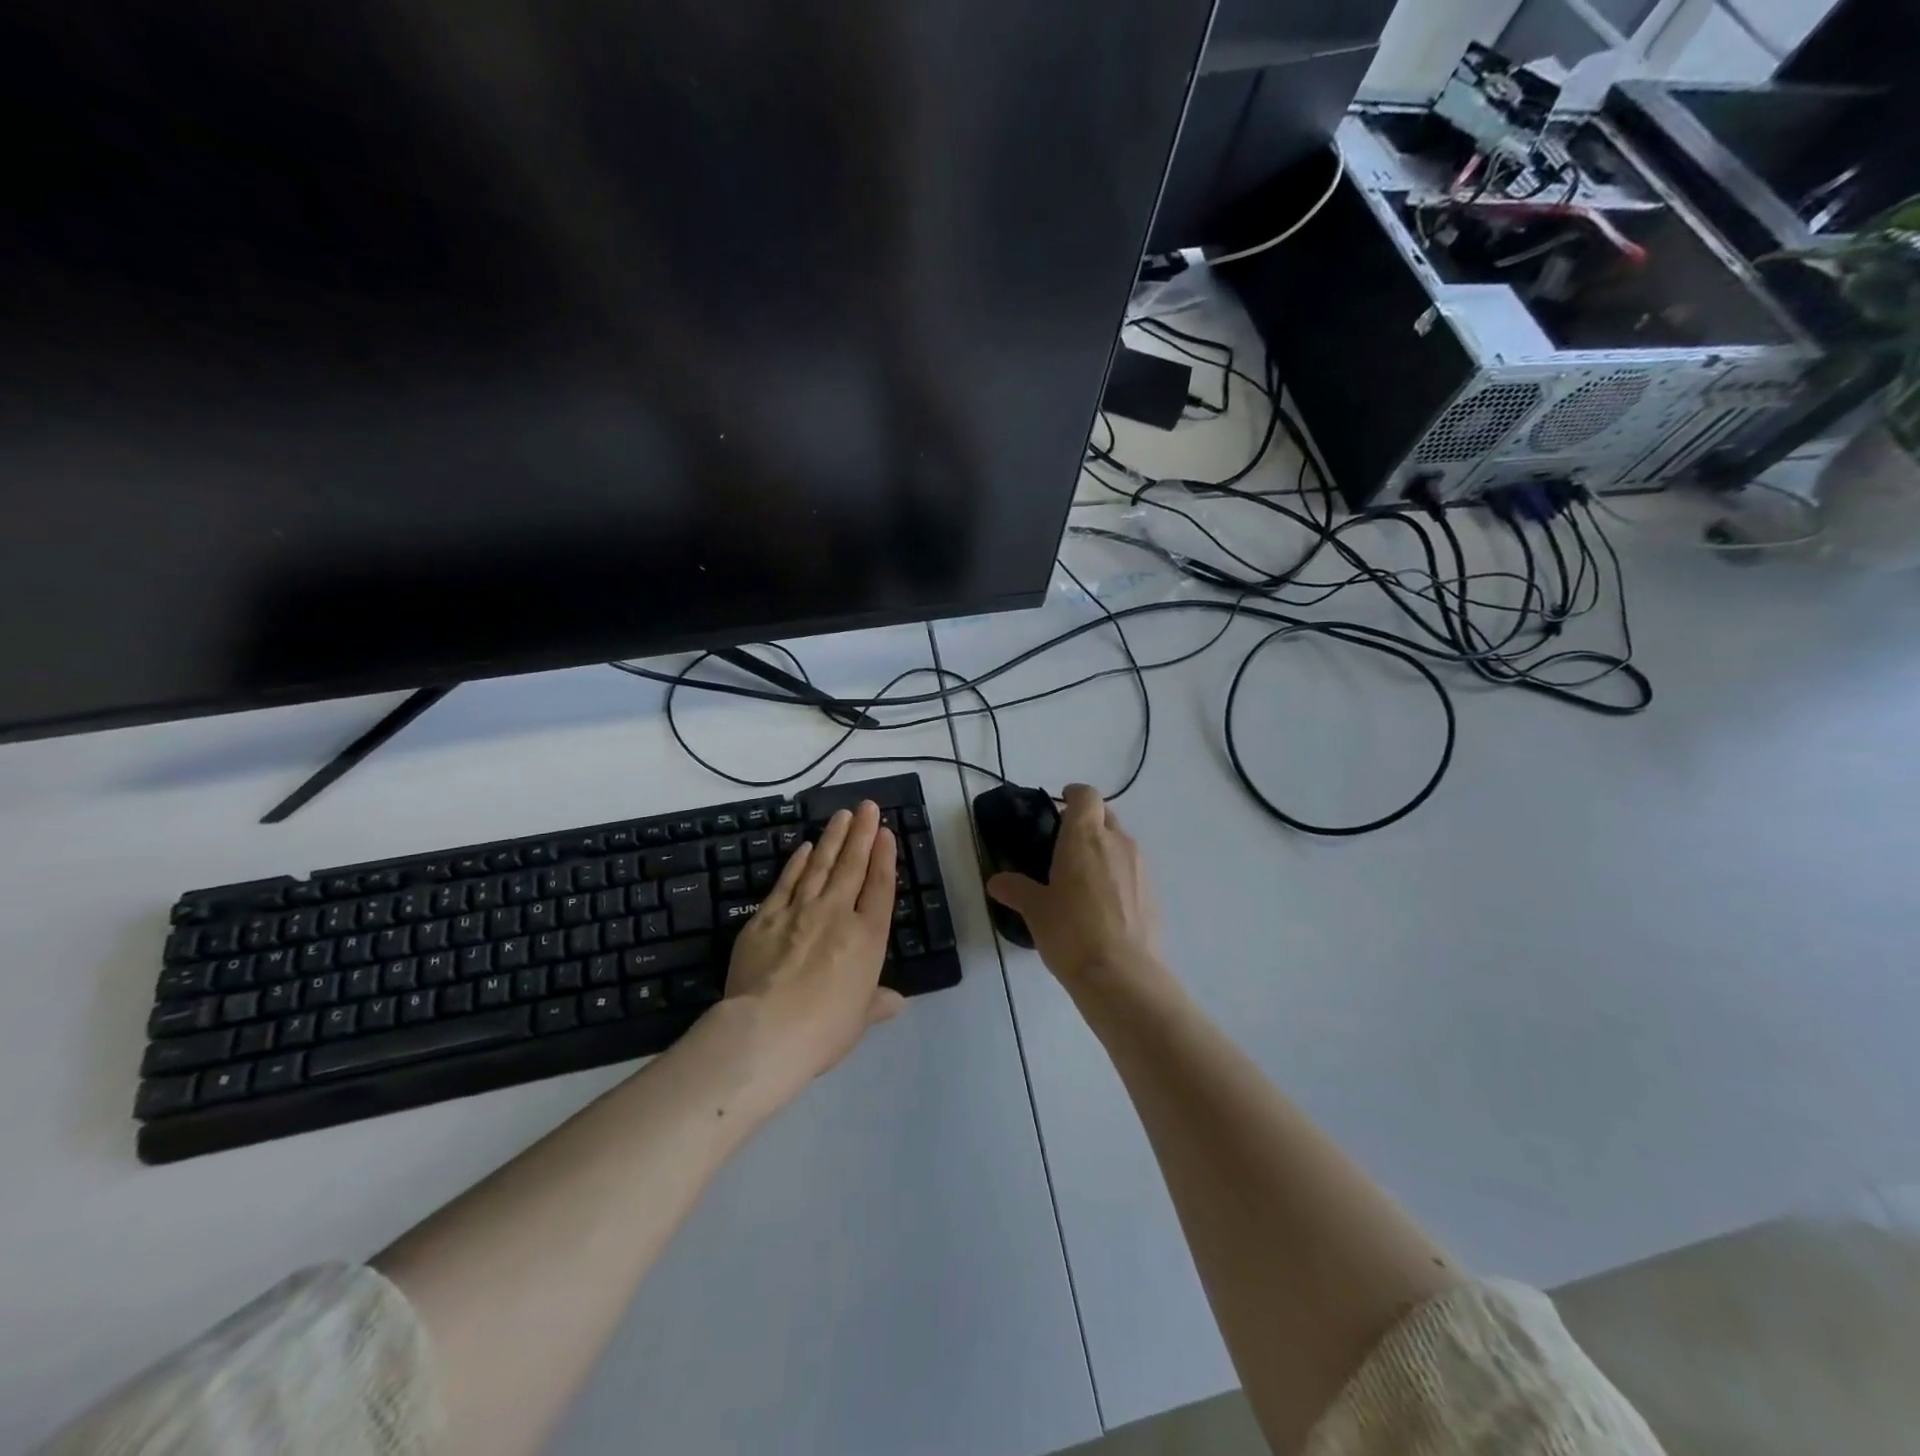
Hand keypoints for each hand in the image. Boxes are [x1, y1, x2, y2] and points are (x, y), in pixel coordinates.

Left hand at [723, 801, 904, 1100]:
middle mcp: (837, 914)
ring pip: (820, 866)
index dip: (885, 857)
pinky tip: (803, 848)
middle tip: (867, 806)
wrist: (766, 1030)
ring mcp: (799, 911)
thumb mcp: (859, 1019)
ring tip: (841, 815)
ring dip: (832, 838)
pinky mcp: (765, 918)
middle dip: (862, 833)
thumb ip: (877, 1002)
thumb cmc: (825, 1029)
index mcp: (867, 937)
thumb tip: (897, 1001)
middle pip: (852, 866)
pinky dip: (796, 863)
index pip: (880, 887)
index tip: (886, 833)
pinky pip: (785, 883)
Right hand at [986, 783, 1165, 997]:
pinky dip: (1117, 875)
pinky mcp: (1153, 892)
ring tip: (1082, 878)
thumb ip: (1016, 890)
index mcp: (1085, 836)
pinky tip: (1103, 905)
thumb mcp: (1035, 910)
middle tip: (1064, 845)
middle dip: (1087, 822)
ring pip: (1120, 843)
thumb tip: (996, 882)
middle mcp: (1117, 842)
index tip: (1060, 805)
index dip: (1073, 795)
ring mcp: (1140, 867)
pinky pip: (1132, 870)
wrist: (1122, 975)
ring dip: (1103, 850)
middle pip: (1105, 815)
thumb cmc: (1071, 932)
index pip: (1086, 795)